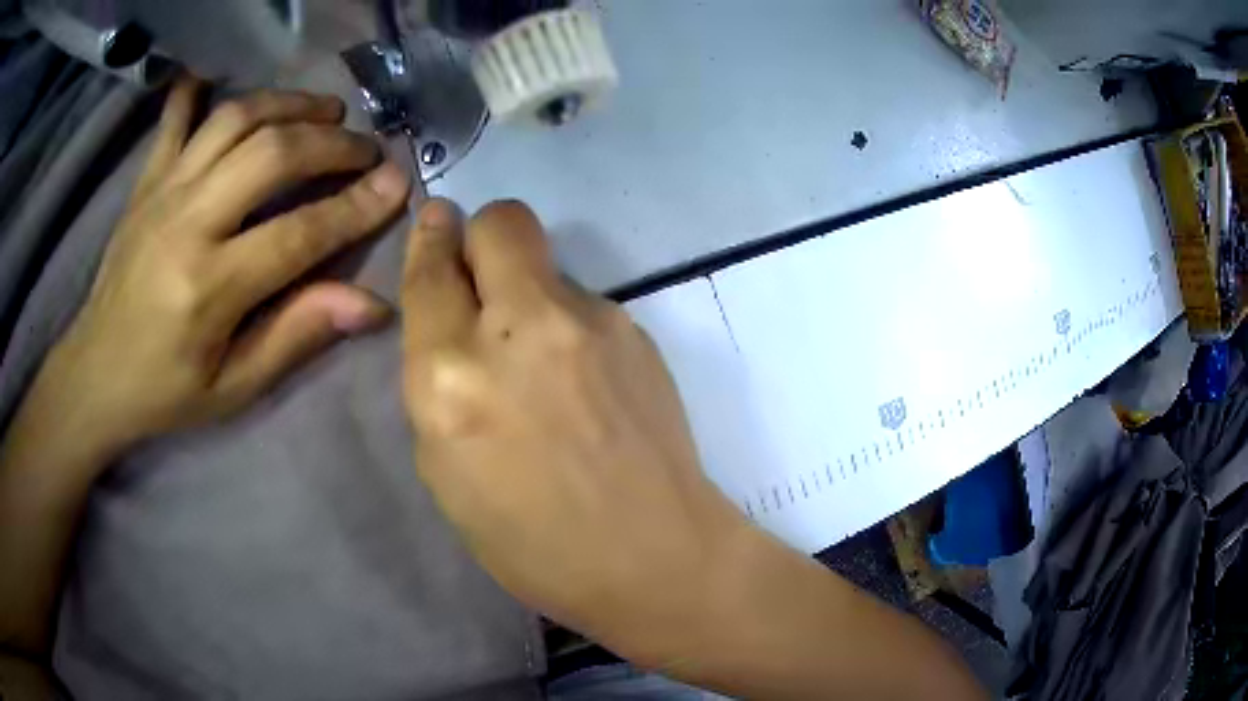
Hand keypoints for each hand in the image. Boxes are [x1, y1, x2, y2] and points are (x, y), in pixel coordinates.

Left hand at [42, 76, 410, 458]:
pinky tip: (219, 77)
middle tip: (365, 147)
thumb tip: (371, 305)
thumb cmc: (165, 391)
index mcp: (209, 288)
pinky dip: (198, 90)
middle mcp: (187, 223)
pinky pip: (175, 119)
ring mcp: (162, 192)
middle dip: (331, 143)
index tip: (399, 184)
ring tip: (324, 110)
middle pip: (271, 154)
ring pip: (235, 120)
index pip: (298, 233)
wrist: (95, 375)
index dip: (356, 207)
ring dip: (288, 104)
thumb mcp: (233, 388)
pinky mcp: (145, 181)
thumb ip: (296, 336)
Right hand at [400, 201, 986, 700]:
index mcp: (450, 377)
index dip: (429, 239)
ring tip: (544, 361)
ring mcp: (588, 321)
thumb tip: (450, 321)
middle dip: (482, 234)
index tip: (436, 224)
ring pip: (546, 262)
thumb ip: (436, 381)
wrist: (652, 554)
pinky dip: (569, 325)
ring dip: (528, 291)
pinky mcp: (636, 329)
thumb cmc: (531, 540)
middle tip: (484, 278)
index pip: (431, 270)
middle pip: (500, 221)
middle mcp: (517, 328)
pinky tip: (585, 381)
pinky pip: (585, 302)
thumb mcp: (445, 470)